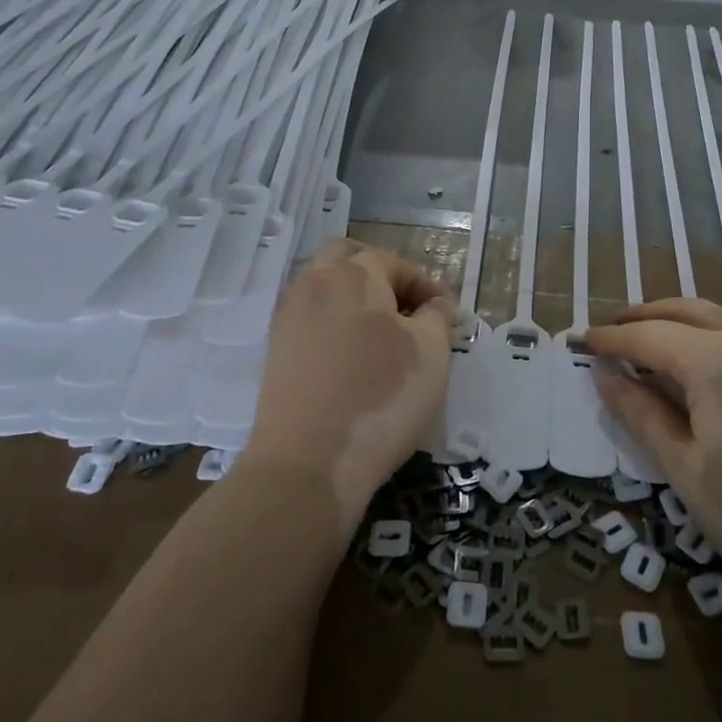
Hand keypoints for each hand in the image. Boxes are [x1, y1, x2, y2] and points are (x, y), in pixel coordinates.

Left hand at [244, 240, 452, 532]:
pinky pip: (308, 319)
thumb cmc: (382, 398)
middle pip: (346, 258)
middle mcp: (315, 284)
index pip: (394, 262)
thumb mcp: (432, 354)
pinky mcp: (275, 351)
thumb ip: (438, 317)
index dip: (425, 285)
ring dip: (353, 299)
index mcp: (354, 274)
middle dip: (379, 275)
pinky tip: (351, 359)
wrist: (307, 463)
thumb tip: (436, 305)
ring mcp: (288, 317)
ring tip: (380, 337)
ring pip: (323, 287)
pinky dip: (332, 324)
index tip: (446, 317)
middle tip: (406, 310)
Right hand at [584, 299, 721, 619]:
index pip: (647, 336)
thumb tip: (605, 376)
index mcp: (715, 362)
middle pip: (687, 311)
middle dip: (645, 316)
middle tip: (615, 330)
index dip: (610, 338)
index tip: (582, 342)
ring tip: (669, 331)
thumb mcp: (687, 473)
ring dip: (692, 314)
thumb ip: (642, 416)